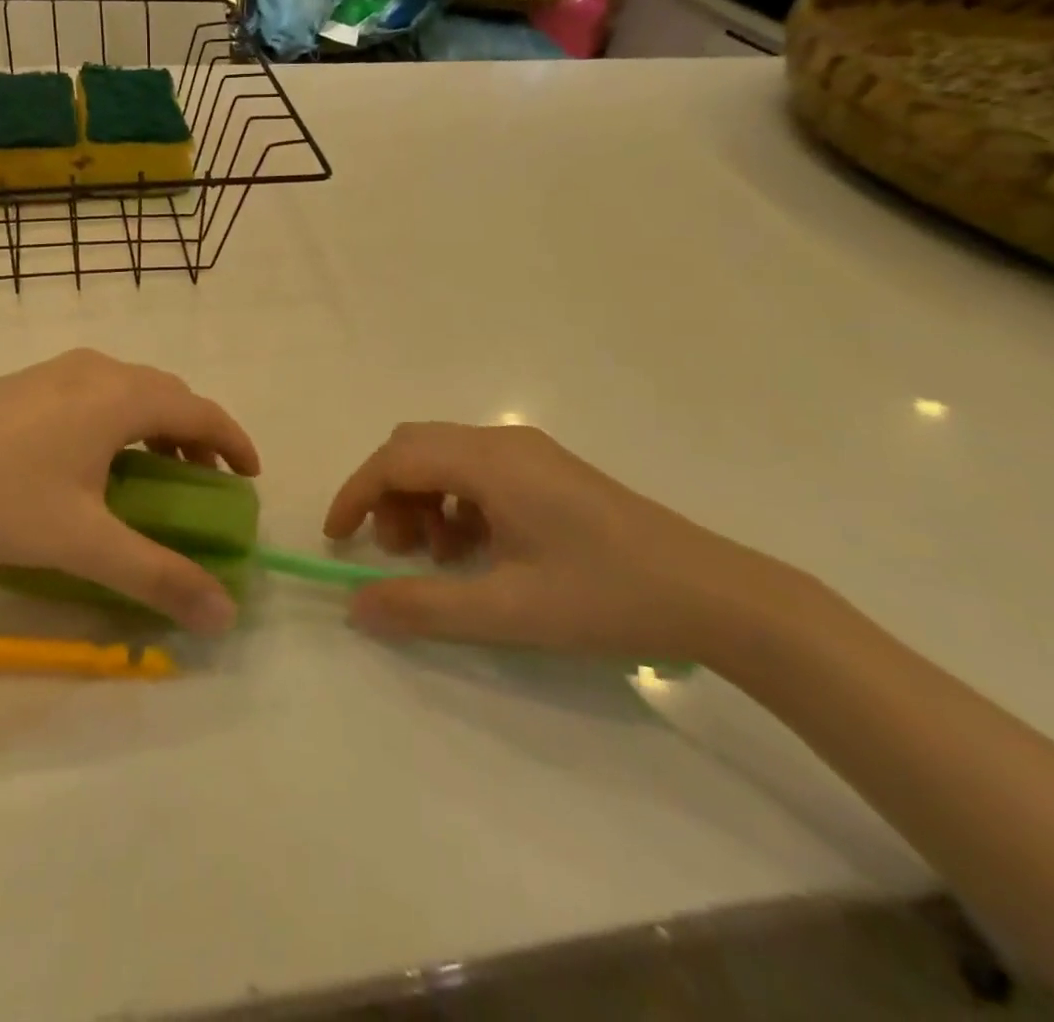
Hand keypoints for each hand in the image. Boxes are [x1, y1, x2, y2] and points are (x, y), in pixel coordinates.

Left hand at [0, 350, 259, 633]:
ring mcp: (56, 370)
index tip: (251, 477)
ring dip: (155, 427)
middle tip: (204, 483)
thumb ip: (158, 577)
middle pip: (168, 394)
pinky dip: (119, 421)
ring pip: (129, 391)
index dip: (234, 442)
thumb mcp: (83, 542)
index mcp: (121, 395)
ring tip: (154, 473)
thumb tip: (224, 615)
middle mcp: (96, 369)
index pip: (201, 409)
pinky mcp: (25, 382)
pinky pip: (95, 393)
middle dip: (196, 436)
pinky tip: (92, 462)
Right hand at [324, 422, 792, 663]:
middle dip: (389, 495)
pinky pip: (477, 472)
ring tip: (440, 559)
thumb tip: (355, 605)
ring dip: (422, 501)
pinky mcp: (548, 472)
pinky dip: (455, 504)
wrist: (716, 595)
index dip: (356, 494)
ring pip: (445, 458)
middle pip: (416, 448)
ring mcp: (529, 454)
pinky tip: (477, 551)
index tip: (337, 538)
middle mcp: (504, 442)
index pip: (397, 459)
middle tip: (397, 552)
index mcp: (490, 462)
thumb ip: (423, 606)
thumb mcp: (506, 610)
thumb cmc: (606, 597)